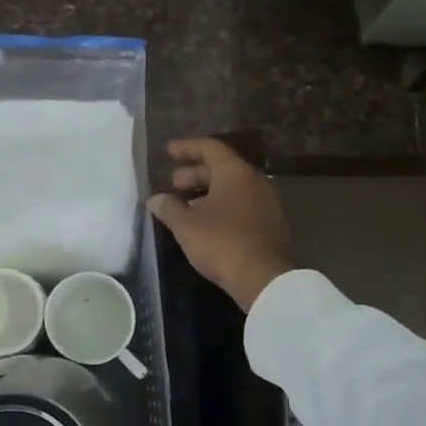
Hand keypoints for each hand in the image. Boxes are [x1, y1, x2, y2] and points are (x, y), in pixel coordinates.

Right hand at [147, 138, 292, 312]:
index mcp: (235, 173)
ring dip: (207, 192)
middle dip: (195, 173)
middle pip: (222, 168)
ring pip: (232, 189)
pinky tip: (205, 224)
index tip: (169, 151)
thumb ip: (169, 208)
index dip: (187, 147)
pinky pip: (241, 206)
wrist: (263, 278)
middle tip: (173, 183)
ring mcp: (266, 204)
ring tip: (185, 205)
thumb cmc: (221, 242)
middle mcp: (254, 182)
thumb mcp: (186, 225)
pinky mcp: (270, 225)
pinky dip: (221, 207)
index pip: (210, 148)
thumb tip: (156, 199)